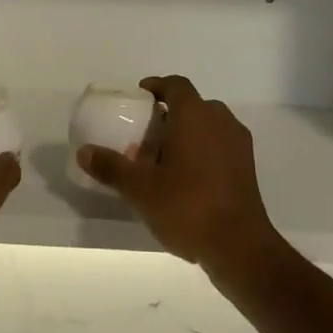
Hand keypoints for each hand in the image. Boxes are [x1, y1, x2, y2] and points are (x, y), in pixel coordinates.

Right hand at [77, 75, 284, 281]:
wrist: (240, 247)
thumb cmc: (187, 206)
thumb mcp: (140, 189)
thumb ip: (112, 167)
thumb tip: (84, 152)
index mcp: (195, 114)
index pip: (175, 85)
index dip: (156, 87)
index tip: (139, 98)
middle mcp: (220, 120)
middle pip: (192, 105)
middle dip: (169, 115)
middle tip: (147, 136)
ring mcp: (238, 144)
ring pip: (208, 126)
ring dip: (188, 134)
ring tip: (164, 160)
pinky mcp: (248, 168)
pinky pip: (220, 146)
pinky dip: (203, 151)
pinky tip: (187, 179)